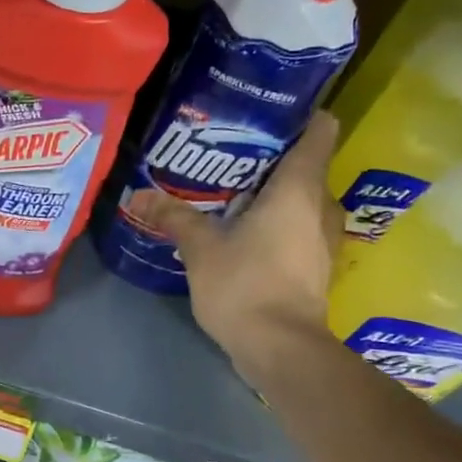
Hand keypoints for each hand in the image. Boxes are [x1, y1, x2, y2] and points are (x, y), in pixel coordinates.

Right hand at [125, 110, 340, 381]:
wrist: (280, 347)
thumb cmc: (245, 285)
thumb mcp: (200, 248)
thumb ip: (173, 216)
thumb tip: (138, 195)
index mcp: (299, 188)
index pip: (319, 130)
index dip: (298, 115)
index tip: (264, 113)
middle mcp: (321, 205)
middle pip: (306, 165)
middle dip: (271, 157)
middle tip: (228, 154)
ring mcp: (323, 238)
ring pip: (302, 199)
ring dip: (272, 193)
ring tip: (230, 192)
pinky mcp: (315, 265)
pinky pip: (298, 227)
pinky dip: (276, 222)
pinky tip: (241, 231)